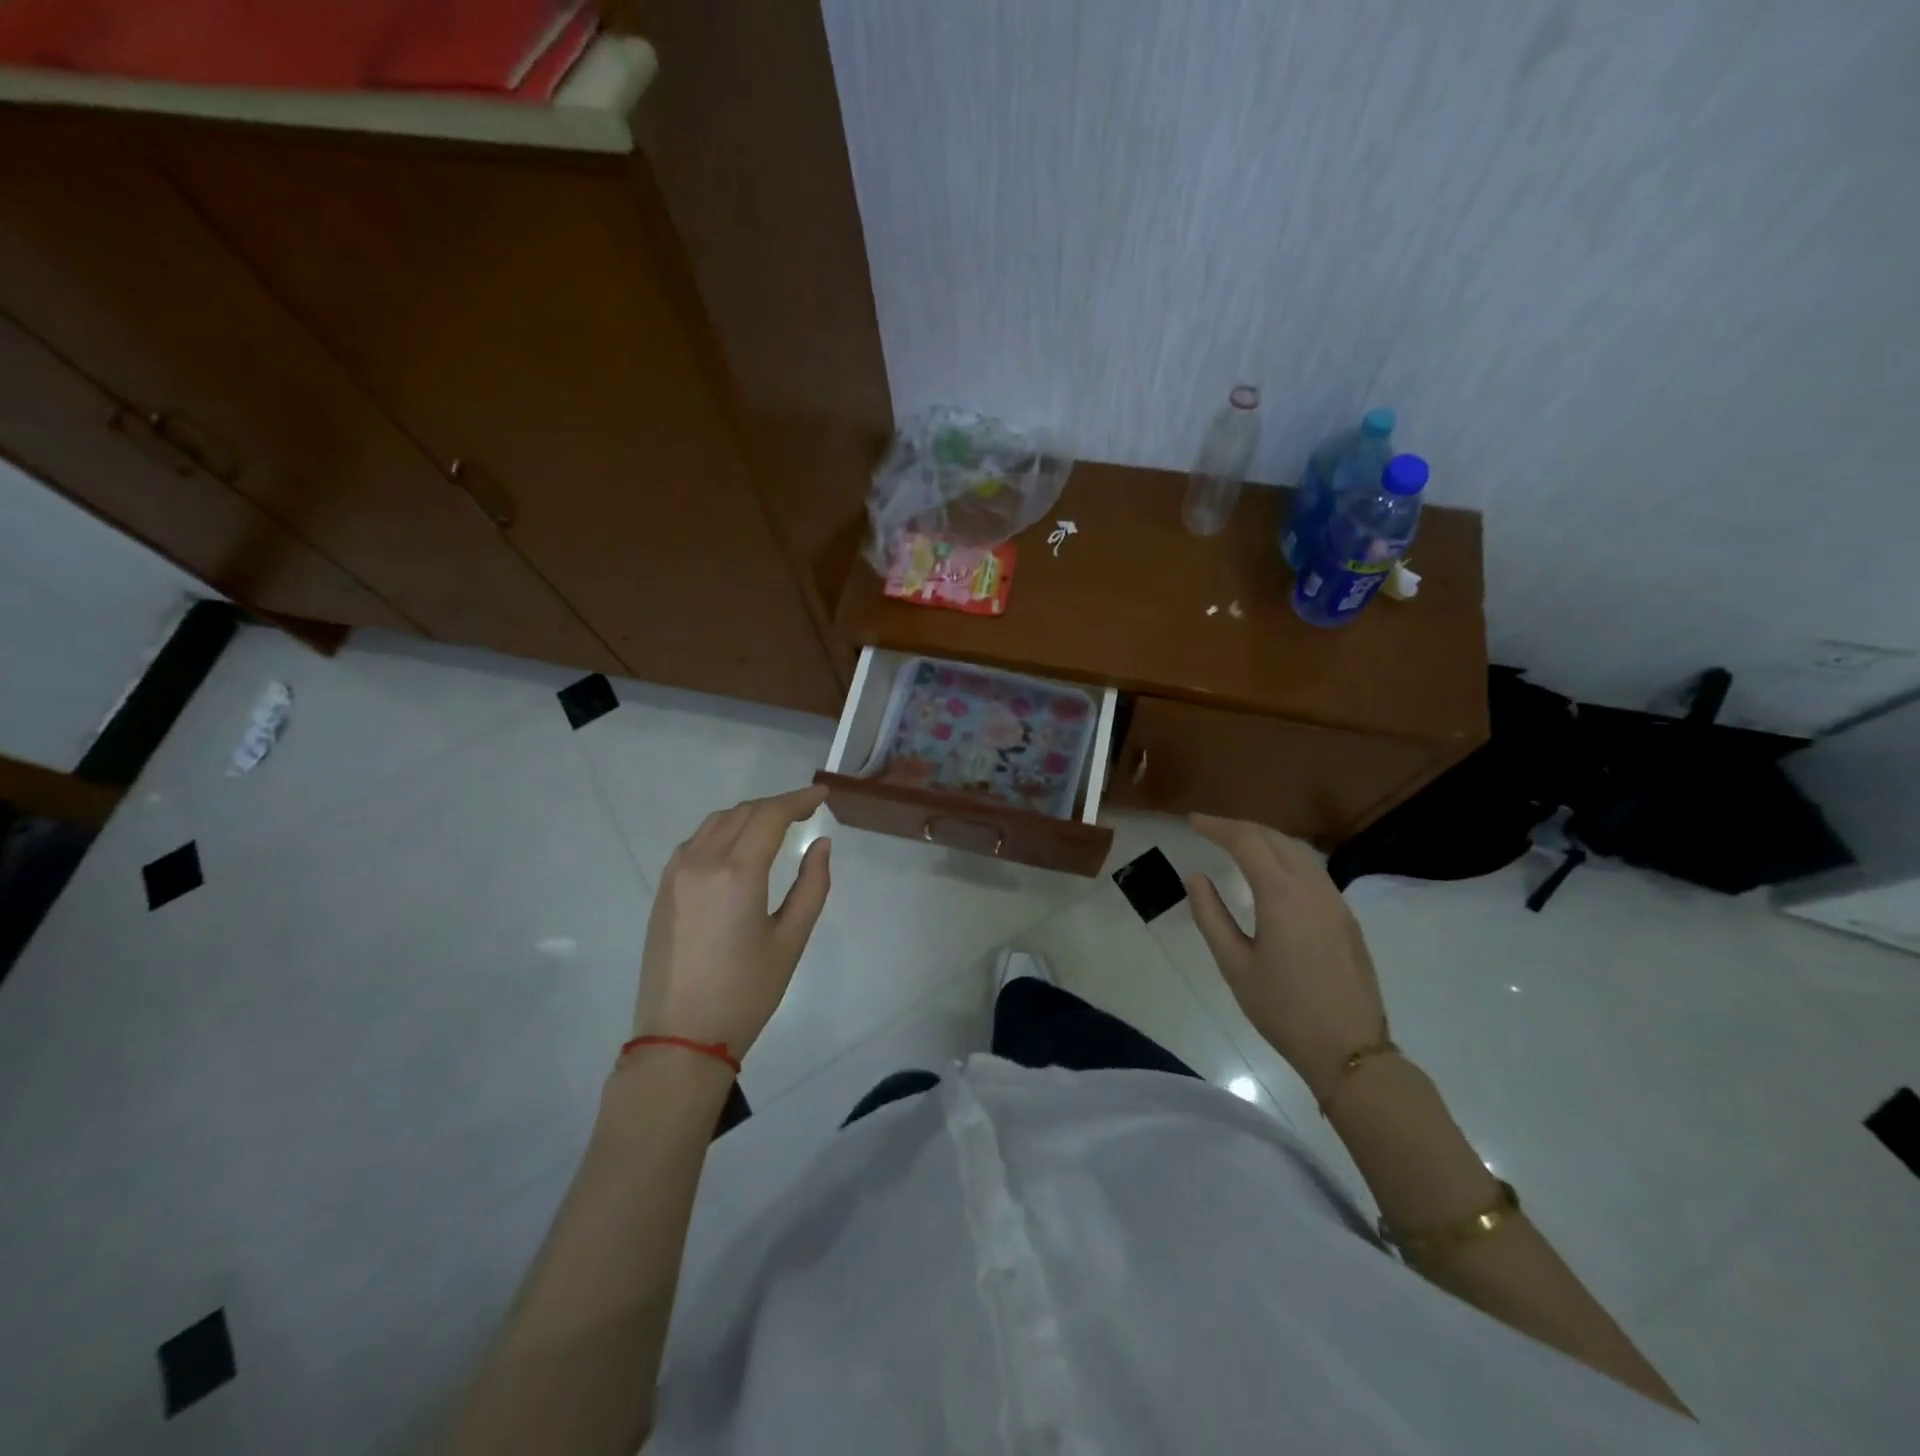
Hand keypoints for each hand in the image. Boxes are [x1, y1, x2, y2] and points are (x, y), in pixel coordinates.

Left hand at [632, 786, 831, 1062]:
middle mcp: (701, 862)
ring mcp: (675, 874)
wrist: (680, 1038)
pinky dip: (723, 832)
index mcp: (737, 873)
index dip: (799, 799)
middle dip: (776, 805)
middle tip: (805, 811)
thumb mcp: (790, 941)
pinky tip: (738, 848)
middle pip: (742, 812)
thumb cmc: (745, 993)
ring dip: (748, 815)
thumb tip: (820, 844)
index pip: (770, 815)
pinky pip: (696, 842)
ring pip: (716, 823)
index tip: (822, 795)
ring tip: (775, 825)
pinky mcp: (663, 890)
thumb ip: (812, 886)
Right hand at [1186, 814, 1385, 1101]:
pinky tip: (1272, 871)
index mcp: (1282, 895)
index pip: (1247, 842)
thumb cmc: (1283, 1009)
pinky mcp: (1346, 917)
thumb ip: (1211, 916)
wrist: (1350, 1049)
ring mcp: (1335, 901)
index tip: (1193, 822)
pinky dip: (1285, 857)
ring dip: (1265, 839)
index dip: (1218, 827)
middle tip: (1210, 829)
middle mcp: (1313, 887)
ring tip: (1237, 844)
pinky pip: (1312, 870)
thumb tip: (1197, 878)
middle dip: (1241, 828)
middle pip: (1275, 839)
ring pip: (1298, 852)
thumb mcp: (1234, 965)